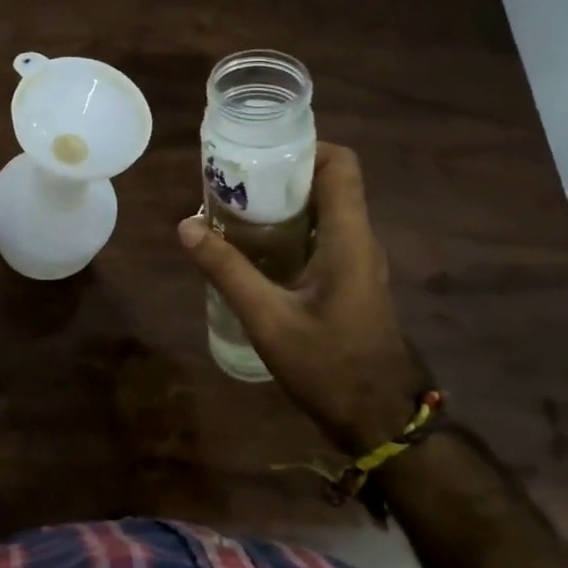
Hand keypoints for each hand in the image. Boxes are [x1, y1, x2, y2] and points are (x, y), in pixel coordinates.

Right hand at [178, 142, 429, 452]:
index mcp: (349, 238)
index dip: (305, 146)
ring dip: (283, 202)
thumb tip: (185, 225)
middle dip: (281, 173)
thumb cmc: (330, 367)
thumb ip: (227, 270)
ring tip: (234, 207)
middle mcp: (359, 240)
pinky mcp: (350, 281)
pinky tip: (253, 248)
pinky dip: (289, 229)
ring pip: (323, 210)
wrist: (381, 421)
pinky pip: (321, 236)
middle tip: (233, 179)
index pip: (341, 165)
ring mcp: (358, 262)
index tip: (260, 151)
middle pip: (328, 183)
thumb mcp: (269, 319)